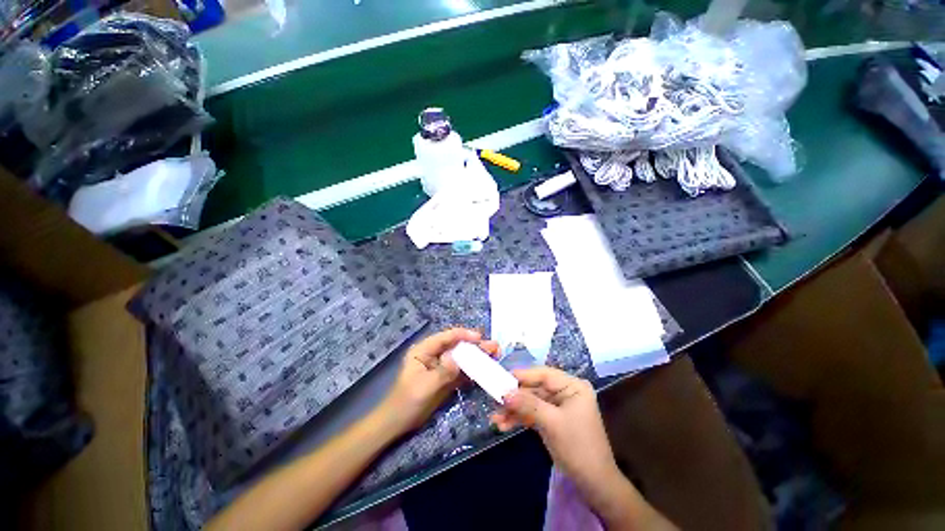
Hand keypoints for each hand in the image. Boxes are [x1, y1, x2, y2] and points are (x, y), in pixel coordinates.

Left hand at [380, 328, 498, 434]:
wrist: (397, 424)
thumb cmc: (406, 402)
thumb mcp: (424, 387)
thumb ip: (442, 372)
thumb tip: (457, 358)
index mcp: (424, 350)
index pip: (446, 337)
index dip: (463, 335)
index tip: (479, 338)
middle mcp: (434, 354)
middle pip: (457, 345)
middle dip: (475, 345)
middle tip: (493, 347)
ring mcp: (441, 366)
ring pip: (462, 357)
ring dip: (477, 356)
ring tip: (494, 354)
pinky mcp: (446, 378)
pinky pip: (462, 371)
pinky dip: (474, 370)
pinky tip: (486, 369)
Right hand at [490, 367, 621, 507]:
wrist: (594, 484)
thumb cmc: (578, 447)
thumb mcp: (552, 423)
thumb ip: (528, 404)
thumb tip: (505, 393)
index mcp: (572, 386)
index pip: (544, 374)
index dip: (522, 375)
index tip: (502, 378)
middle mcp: (565, 392)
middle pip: (535, 389)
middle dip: (515, 397)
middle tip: (495, 400)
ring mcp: (558, 407)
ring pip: (531, 402)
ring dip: (514, 410)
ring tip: (495, 419)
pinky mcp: (552, 420)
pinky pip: (532, 414)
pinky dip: (519, 419)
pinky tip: (504, 425)